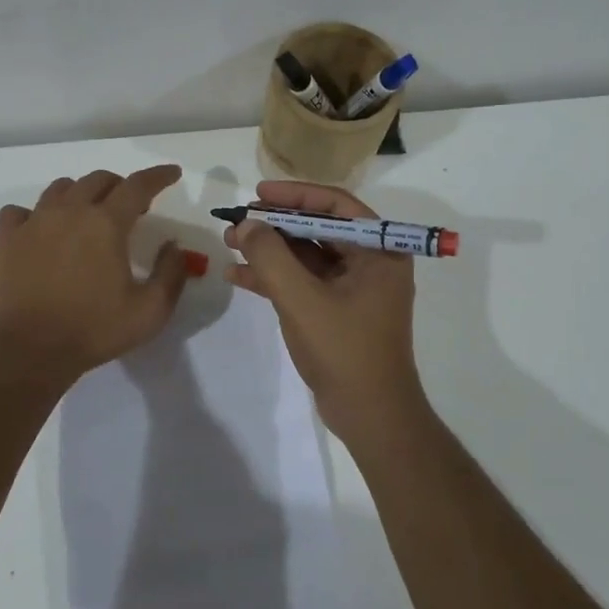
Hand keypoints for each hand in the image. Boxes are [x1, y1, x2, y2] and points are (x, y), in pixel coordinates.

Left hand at [0, 165, 192, 383]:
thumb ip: (170, 273)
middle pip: (99, 179)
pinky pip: (20, 211)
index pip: (138, 185)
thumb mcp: (150, 311)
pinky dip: (34, 213)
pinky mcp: (8, 239)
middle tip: (132, 208)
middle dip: (121, 186)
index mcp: (106, 223)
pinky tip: (41, 229)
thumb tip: (173, 246)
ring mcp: (34, 222)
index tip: (172, 173)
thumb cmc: (93, 330)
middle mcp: (70, 211)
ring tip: (89, 214)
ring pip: (61, 188)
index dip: (159, 176)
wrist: (28, 349)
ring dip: (82, 193)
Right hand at [225, 180, 426, 439]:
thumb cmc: (345, 351)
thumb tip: (247, 224)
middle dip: (274, 224)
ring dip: (269, 250)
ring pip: (306, 255)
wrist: (370, 416)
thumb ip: (271, 258)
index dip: (295, 195)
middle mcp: (370, 262)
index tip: (258, 193)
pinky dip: (273, 277)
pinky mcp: (336, 310)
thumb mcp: (302, 300)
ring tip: (229, 243)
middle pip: (317, 228)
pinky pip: (303, 281)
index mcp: (379, 251)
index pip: (336, 205)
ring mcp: (352, 287)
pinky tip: (237, 275)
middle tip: (237, 221)